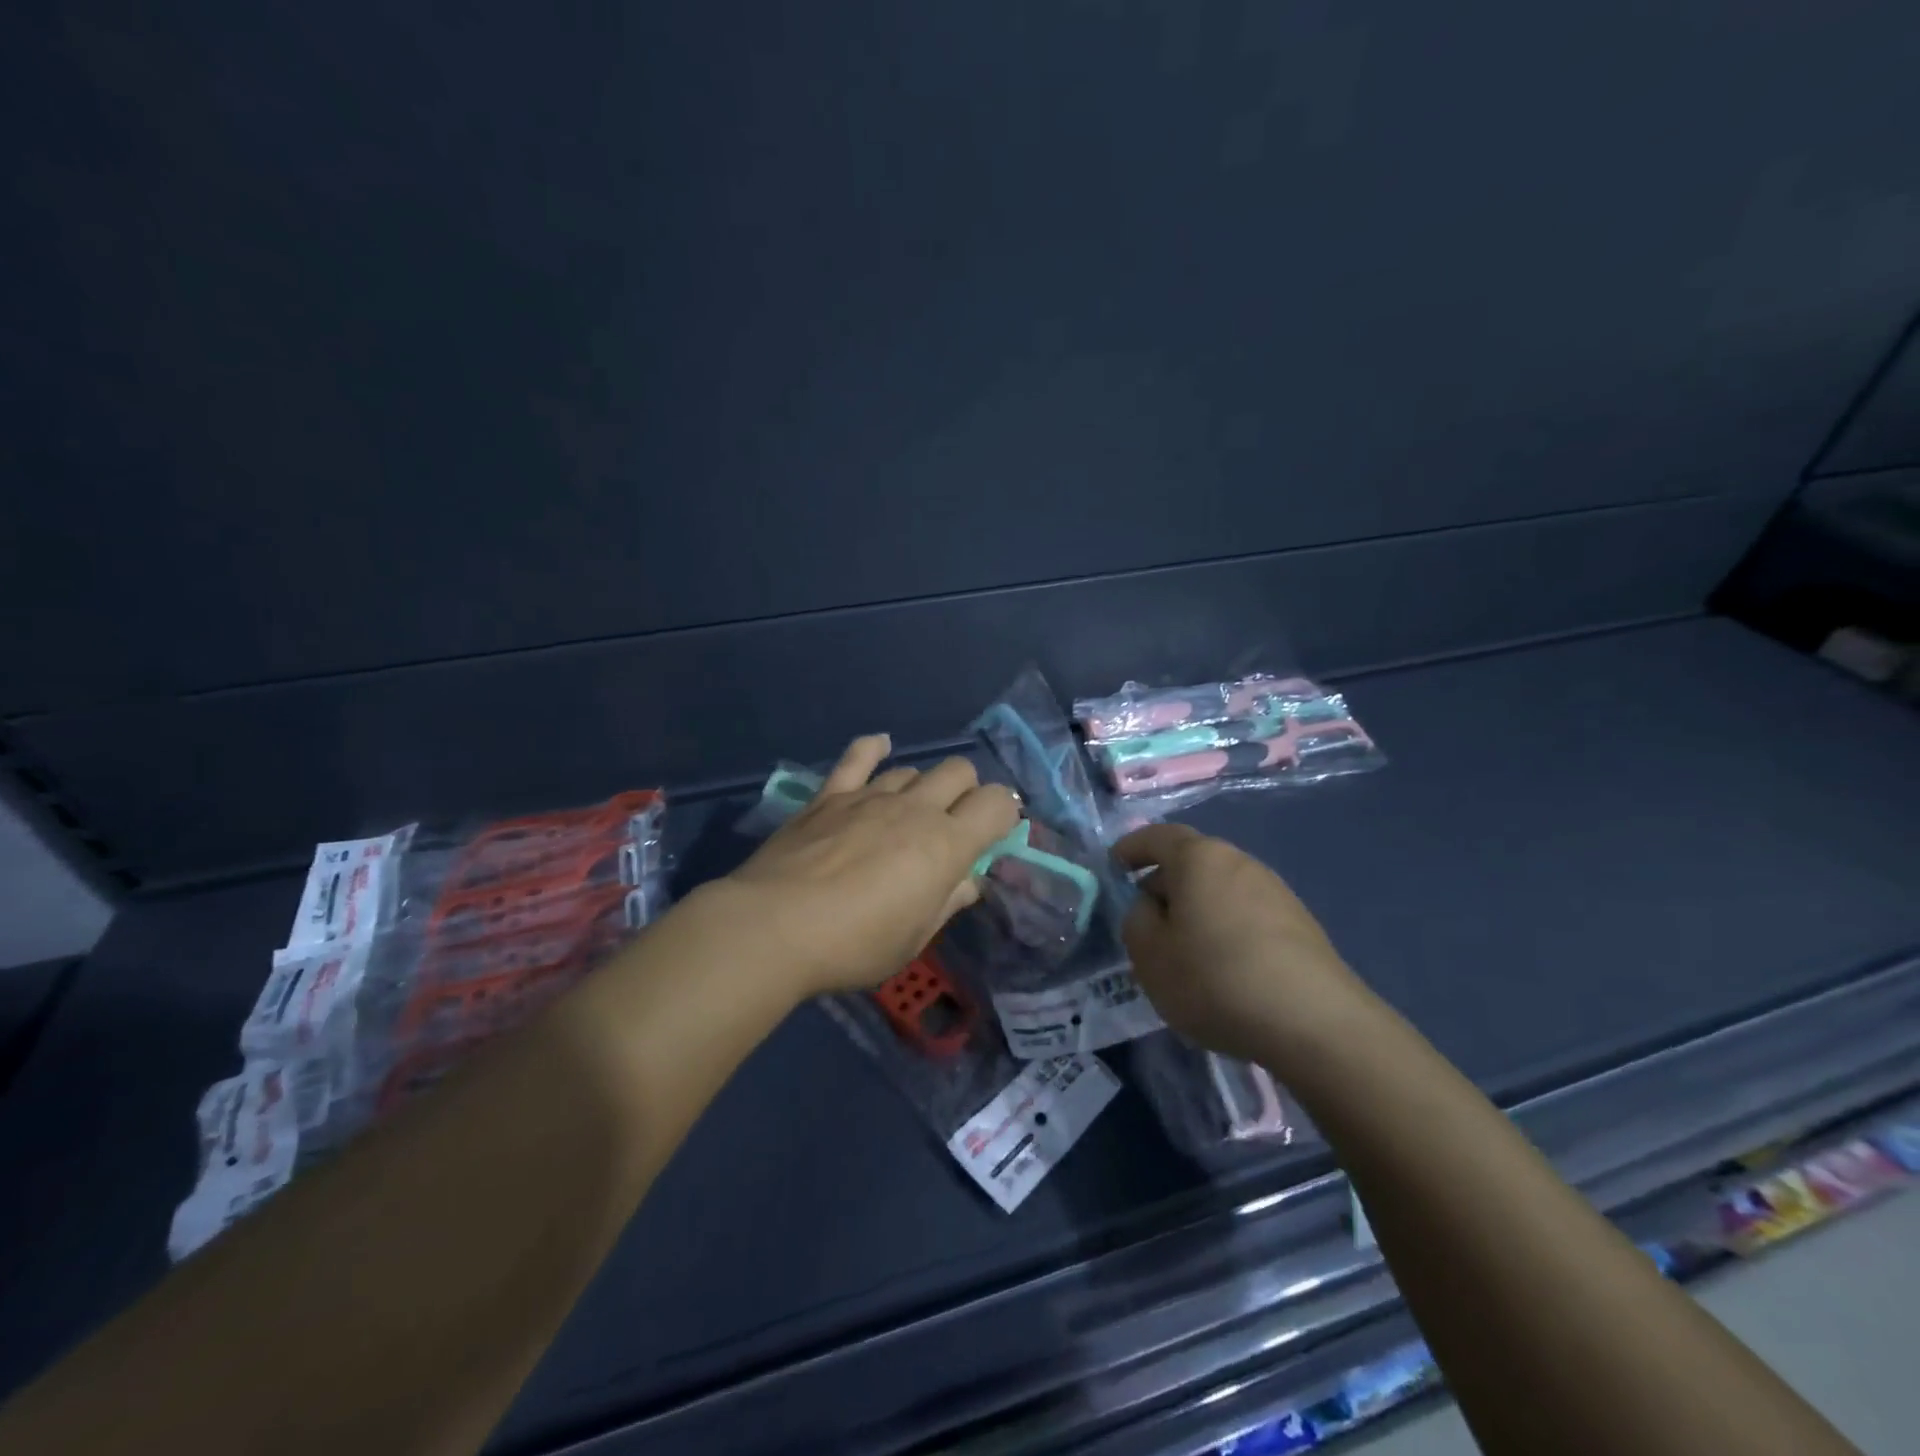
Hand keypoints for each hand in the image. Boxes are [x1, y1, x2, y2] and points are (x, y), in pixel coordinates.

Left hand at [723, 735, 1020, 997]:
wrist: (774, 927)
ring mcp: (870, 796)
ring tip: (909, 814)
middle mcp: (915, 808)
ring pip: (913, 769)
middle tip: (954, 826)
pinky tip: (880, 745)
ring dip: (922, 787)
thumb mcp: (914, 938)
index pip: (997, 803)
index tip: (994, 835)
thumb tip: (969, 881)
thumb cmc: (854, 945)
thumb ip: (948, 902)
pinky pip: (857, 757)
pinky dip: (873, 748)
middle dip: (967, 792)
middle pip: (959, 772)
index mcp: (946, 844)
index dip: (1004, 813)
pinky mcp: (830, 795)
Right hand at [1114, 823, 1368, 1064]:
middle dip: (1164, 885)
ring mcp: (1276, 892)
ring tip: (1183, 953)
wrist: (1315, 1023)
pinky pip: (1246, 915)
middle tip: (1145, 922)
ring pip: (1220, 891)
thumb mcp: (1150, 955)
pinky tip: (1223, 971)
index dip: (1131, 848)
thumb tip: (1151, 907)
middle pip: (1191, 863)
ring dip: (1196, 911)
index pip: (1157, 837)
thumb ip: (1137, 921)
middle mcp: (1240, 862)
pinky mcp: (1300, 925)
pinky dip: (1225, 931)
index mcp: (1199, 858)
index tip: (1114, 866)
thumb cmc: (1215, 979)